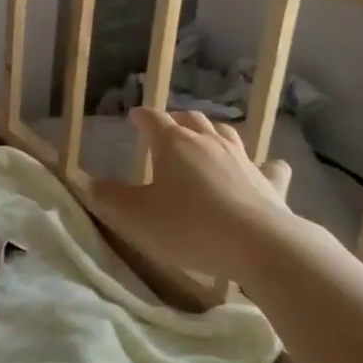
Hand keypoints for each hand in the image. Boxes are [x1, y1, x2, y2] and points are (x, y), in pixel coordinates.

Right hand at [91, 109, 315, 285]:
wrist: (259, 245)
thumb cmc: (188, 227)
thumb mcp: (135, 217)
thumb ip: (110, 198)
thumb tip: (93, 184)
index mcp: (173, 143)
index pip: (152, 119)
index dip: (141, 117)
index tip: (133, 118)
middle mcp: (208, 142)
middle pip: (190, 119)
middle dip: (175, 120)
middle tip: (166, 130)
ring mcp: (243, 159)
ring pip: (225, 133)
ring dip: (211, 132)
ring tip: (204, 139)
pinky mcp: (270, 182)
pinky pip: (268, 166)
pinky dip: (262, 165)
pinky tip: (266, 168)